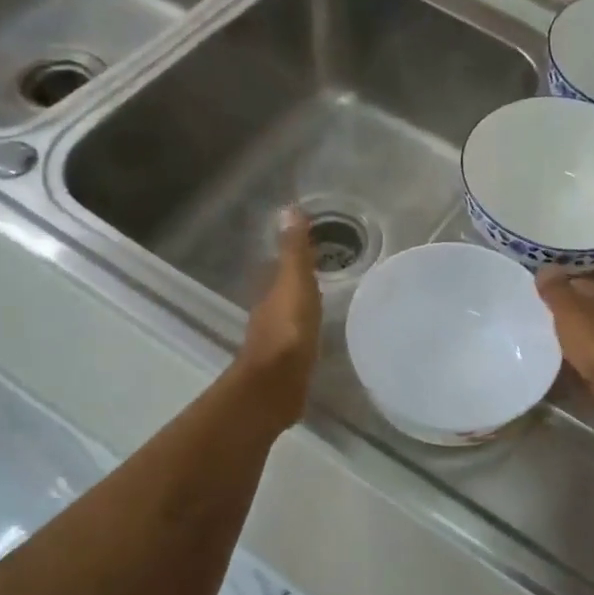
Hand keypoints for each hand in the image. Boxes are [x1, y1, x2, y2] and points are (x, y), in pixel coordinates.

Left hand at [238, 207, 321, 428]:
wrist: (276, 386)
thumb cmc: (289, 330)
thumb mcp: (295, 283)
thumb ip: (294, 251)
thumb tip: (289, 209)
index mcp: (271, 294)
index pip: (280, 267)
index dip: (294, 256)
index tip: (315, 246)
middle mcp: (268, 315)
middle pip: (283, 293)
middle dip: (299, 283)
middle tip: (325, 273)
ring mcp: (276, 343)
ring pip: (289, 317)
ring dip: (302, 309)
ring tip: (325, 303)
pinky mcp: (286, 367)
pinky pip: (297, 341)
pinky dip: (306, 334)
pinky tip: (319, 337)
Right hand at [535, 269, 593, 418]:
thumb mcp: (571, 311)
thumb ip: (556, 291)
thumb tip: (545, 265)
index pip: (575, 284)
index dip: (553, 289)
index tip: (527, 297)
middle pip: (580, 314)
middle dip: (557, 319)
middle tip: (525, 326)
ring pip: (584, 341)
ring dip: (565, 346)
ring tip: (534, 351)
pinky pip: (588, 368)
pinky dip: (573, 371)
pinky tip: (554, 376)